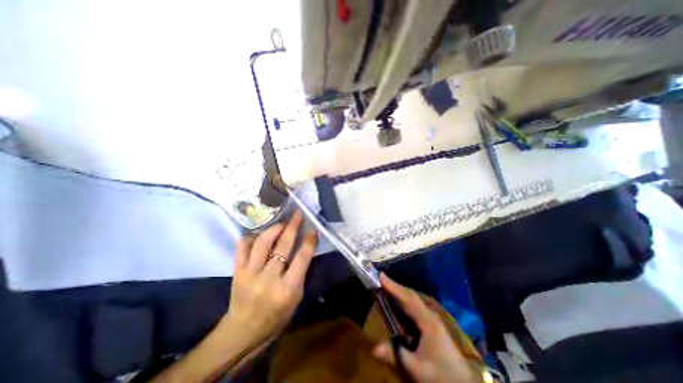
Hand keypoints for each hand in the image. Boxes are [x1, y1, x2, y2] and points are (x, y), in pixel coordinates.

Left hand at [219, 211, 317, 345]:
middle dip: (292, 226)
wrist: (244, 331)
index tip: (313, 229)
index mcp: (288, 288)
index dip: (309, 241)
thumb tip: (305, 246)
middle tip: (297, 214)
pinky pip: (242, 247)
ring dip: (274, 228)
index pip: (302, 257)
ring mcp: (250, 274)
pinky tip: (258, 233)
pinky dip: (251, 237)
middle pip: (283, 246)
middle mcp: (269, 279)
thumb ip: (301, 271)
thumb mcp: (296, 296)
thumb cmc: (277, 315)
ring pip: (263, 243)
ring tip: (281, 222)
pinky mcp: (237, 272)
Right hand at [373, 274, 478, 382]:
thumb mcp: (417, 368)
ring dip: (399, 292)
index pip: (408, 298)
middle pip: (410, 295)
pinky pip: (414, 307)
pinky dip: (403, 301)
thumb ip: (396, 355)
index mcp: (427, 320)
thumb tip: (374, 348)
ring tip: (384, 287)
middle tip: (379, 279)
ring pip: (412, 300)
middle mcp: (429, 314)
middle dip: (395, 287)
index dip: (393, 286)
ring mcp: (431, 318)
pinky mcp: (431, 324)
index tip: (380, 275)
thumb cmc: (441, 375)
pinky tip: (397, 303)